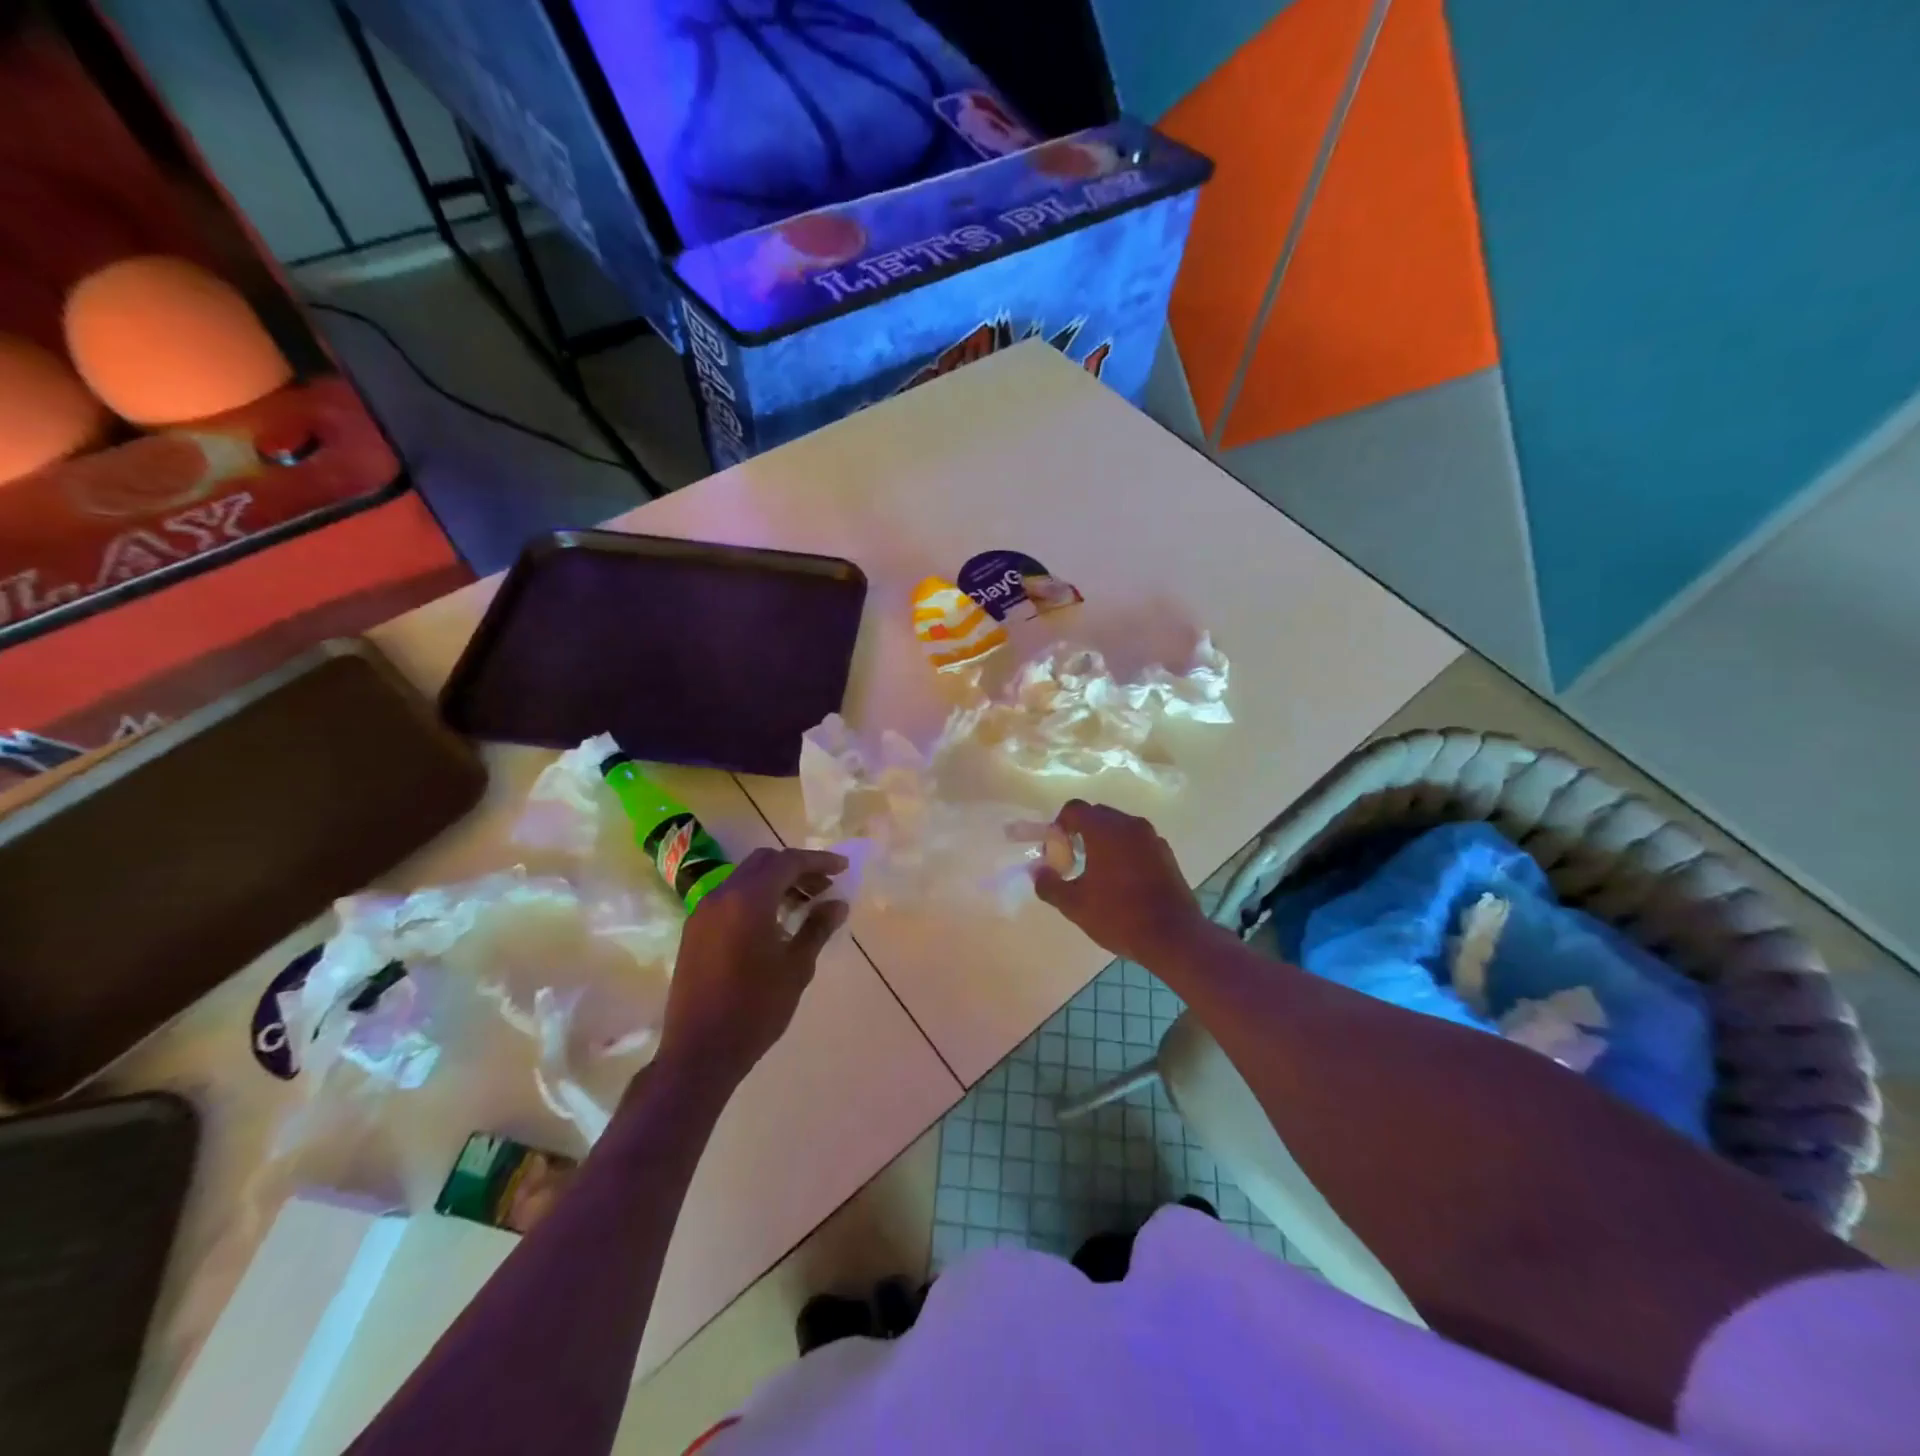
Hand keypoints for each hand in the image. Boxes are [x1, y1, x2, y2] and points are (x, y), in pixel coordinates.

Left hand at [655, 847, 848, 1090]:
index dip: (819, 861)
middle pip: (764, 863)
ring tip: (805, 905)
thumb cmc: (755, 1008)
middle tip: (824, 887)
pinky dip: (756, 897)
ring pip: (745, 878)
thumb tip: (838, 904)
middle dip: (796, 868)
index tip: (843, 869)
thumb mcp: (796, 967)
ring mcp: (703, 912)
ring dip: (776, 882)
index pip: (788, 862)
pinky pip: (730, 898)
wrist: (699, 1051)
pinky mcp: (695, 930)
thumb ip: (817, 928)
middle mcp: (722, 895)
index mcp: (748, 899)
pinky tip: (775, 923)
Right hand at [1034, 800, 1205, 963]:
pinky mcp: (1166, 854)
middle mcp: (1130, 825)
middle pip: (1097, 815)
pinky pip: (1137, 842)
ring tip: (1096, 874)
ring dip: (1103, 842)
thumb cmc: (1119, 916)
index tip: (1056, 852)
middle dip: (1080, 833)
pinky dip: (1124, 852)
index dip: (1059, 826)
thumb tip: (1038, 872)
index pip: (1074, 809)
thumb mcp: (1075, 905)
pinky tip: (1121, 882)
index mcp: (1105, 830)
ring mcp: (1152, 838)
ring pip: (1119, 828)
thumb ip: (1050, 884)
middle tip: (1072, 862)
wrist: (1173, 937)